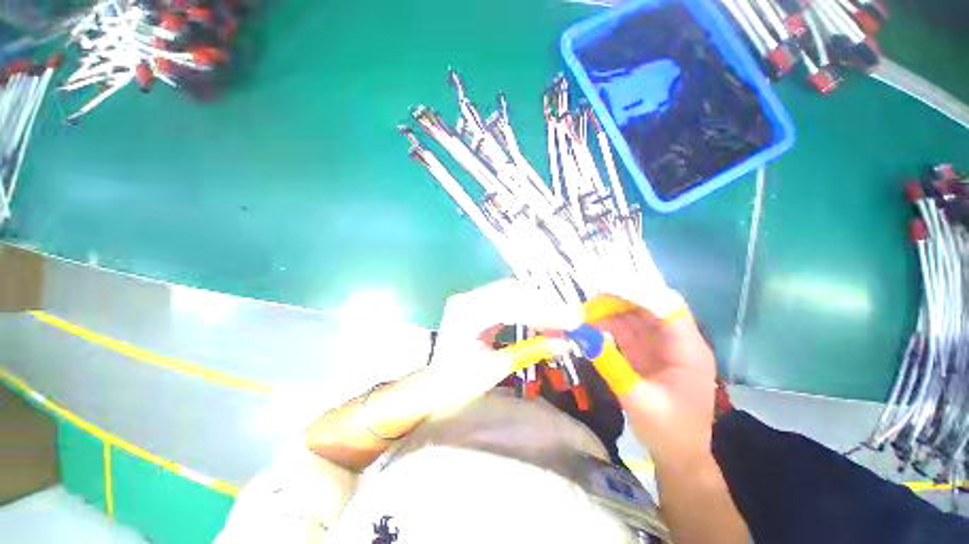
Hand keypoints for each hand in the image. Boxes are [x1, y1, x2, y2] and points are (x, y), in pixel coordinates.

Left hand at [425, 280, 575, 408]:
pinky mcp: (478, 303)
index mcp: (467, 313)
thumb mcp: (495, 369)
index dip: (542, 312)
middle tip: (570, 319)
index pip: (510, 304)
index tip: (570, 322)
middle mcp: (468, 298)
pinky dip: (527, 307)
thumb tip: (566, 343)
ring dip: (537, 303)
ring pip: (511, 292)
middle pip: (512, 291)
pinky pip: (507, 299)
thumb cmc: (459, 383)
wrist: (436, 385)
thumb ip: (530, 351)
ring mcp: (472, 298)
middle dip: (543, 304)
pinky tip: (541, 317)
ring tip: (560, 319)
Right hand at [587, 294, 716, 462]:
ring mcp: (661, 346)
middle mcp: (677, 342)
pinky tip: (591, 326)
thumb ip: (612, 366)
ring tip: (584, 313)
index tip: (608, 286)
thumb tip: (584, 336)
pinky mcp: (646, 353)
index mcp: (688, 351)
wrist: (678, 456)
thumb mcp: (639, 400)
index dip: (639, 293)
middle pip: (649, 308)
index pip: (667, 308)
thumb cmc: (669, 432)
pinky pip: (626, 331)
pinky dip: (608, 326)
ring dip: (610, 312)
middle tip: (589, 300)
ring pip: (635, 317)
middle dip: (619, 300)